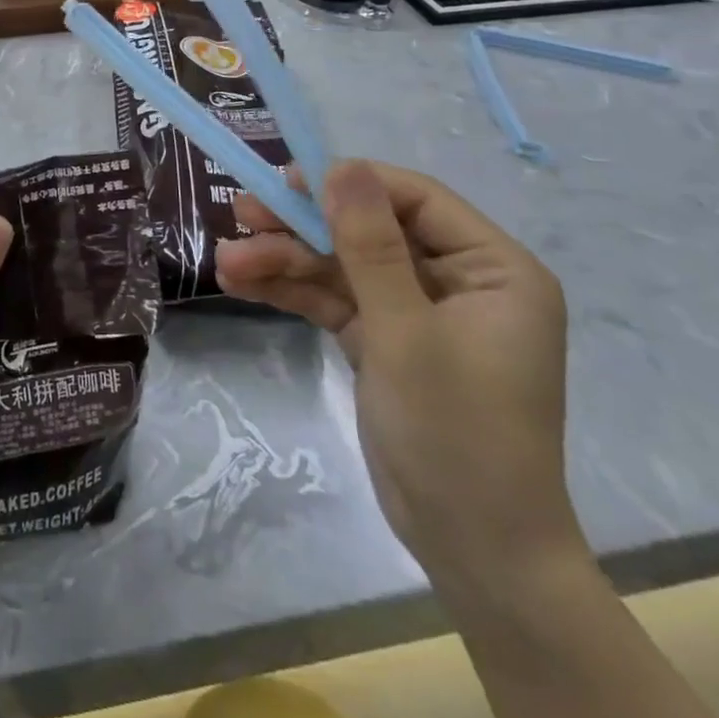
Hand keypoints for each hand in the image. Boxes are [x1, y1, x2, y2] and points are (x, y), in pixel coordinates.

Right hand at [214, 160, 580, 589]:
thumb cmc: (457, 433)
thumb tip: (342, 166)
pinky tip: (241, 284)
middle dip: (302, 227)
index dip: (350, 183)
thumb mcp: (406, 332)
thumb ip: (370, 246)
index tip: (287, 180)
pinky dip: (292, 293)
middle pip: (368, 230)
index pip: (415, 200)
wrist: (472, 550)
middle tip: (241, 214)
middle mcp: (457, 281)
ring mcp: (416, 310)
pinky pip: (335, 300)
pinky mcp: (385, 339)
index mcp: (493, 269)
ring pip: (342, 265)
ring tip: (225, 263)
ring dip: (284, 262)